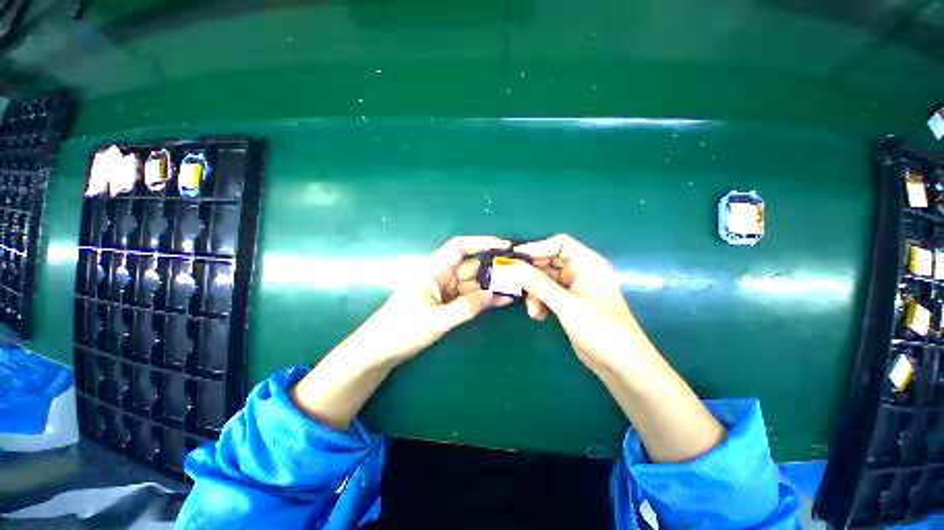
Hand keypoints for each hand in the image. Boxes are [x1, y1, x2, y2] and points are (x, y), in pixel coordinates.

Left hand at [345, 236, 512, 365]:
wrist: (382, 349)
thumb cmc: (402, 329)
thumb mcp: (435, 320)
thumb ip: (465, 307)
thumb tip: (492, 295)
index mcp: (434, 270)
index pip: (459, 247)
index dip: (481, 242)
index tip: (504, 245)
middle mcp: (442, 276)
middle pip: (472, 266)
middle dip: (494, 267)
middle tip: (519, 271)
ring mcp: (446, 291)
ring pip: (474, 283)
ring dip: (493, 285)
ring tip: (517, 286)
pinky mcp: (449, 304)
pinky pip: (471, 297)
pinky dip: (485, 299)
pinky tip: (503, 299)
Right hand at [512, 234, 650, 376]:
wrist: (619, 364)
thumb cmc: (600, 328)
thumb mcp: (566, 305)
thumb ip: (538, 285)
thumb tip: (512, 267)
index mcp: (587, 263)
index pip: (559, 244)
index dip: (537, 247)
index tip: (516, 258)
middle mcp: (580, 271)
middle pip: (548, 261)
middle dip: (533, 275)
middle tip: (517, 286)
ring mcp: (573, 287)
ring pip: (544, 279)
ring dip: (535, 293)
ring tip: (533, 310)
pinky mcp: (567, 301)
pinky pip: (546, 293)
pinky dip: (539, 302)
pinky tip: (538, 315)